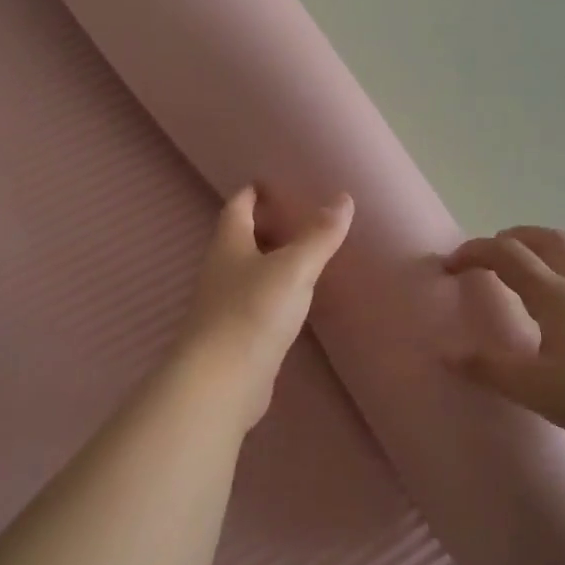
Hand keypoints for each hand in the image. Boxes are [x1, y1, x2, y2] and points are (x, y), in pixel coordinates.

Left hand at [173, 186, 353, 426]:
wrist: (221, 382)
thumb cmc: (252, 312)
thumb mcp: (294, 268)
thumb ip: (319, 235)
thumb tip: (343, 198)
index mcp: (228, 245)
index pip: (237, 207)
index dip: (252, 193)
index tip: (271, 182)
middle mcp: (221, 270)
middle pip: (241, 238)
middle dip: (265, 225)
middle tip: (299, 216)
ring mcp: (225, 305)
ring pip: (249, 271)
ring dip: (271, 260)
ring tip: (304, 253)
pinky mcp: (236, 335)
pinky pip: (257, 301)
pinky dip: (276, 292)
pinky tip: (296, 298)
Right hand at [445, 226, 564, 447]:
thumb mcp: (532, 387)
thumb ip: (487, 368)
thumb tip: (445, 352)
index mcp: (553, 294)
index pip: (506, 255)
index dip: (473, 252)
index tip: (449, 265)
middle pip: (545, 239)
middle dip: (511, 237)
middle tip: (489, 254)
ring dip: (541, 249)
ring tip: (523, 269)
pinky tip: (563, 300)